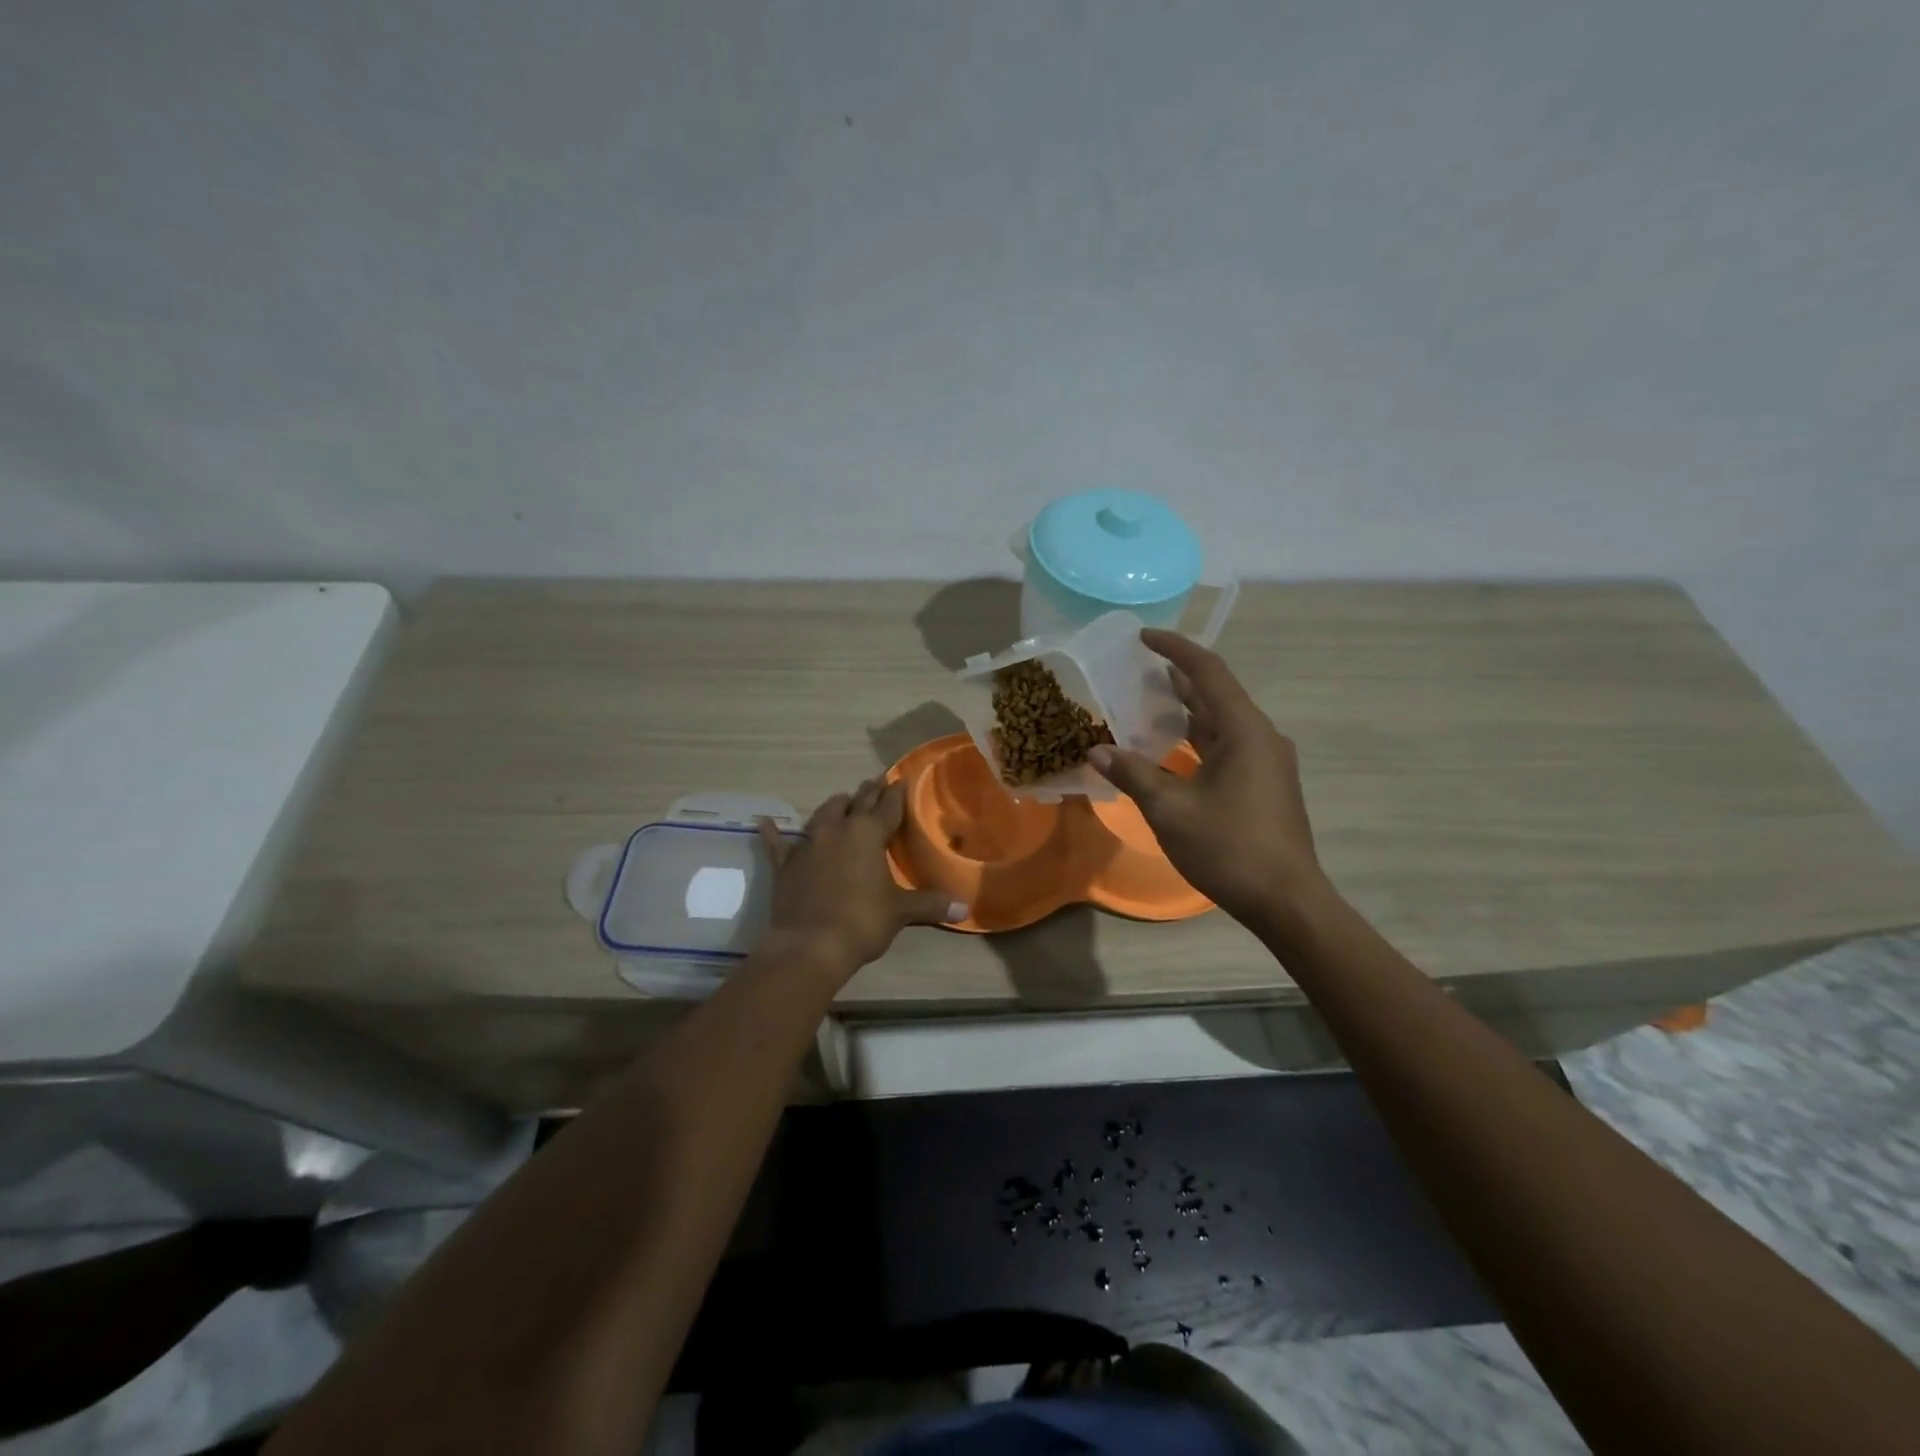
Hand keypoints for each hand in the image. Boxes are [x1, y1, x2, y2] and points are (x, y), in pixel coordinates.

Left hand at [757, 778, 966, 980]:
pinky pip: (778, 843)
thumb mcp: (900, 912)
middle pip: (857, 803)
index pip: (888, 807)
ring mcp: (809, 844)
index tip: (900, 779)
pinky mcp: (786, 864)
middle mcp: (838, 830)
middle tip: (875, 781)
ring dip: (835, 806)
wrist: (809, 945)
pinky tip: (765, 823)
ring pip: (823, 815)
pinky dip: (773, 833)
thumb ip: (931, 904)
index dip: (896, 794)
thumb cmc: (862, 921)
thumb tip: (966, 907)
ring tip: (842, 800)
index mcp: (869, 835)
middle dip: (868, 793)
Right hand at [1089, 629, 1327, 934]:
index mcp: (1244, 731)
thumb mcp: (1170, 810)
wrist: (1286, 900)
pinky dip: (1196, 738)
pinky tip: (1170, 749)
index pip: (1208, 672)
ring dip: (1187, 709)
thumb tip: (1097, 751)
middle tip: (1136, 669)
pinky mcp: (1264, 783)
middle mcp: (1260, 736)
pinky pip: (1226, 745)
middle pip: (1216, 693)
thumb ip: (1133, 775)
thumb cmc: (1229, 848)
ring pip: (1221, 721)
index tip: (1143, 637)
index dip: (1175, 649)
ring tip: (1147, 701)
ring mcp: (1266, 761)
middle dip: (1178, 677)